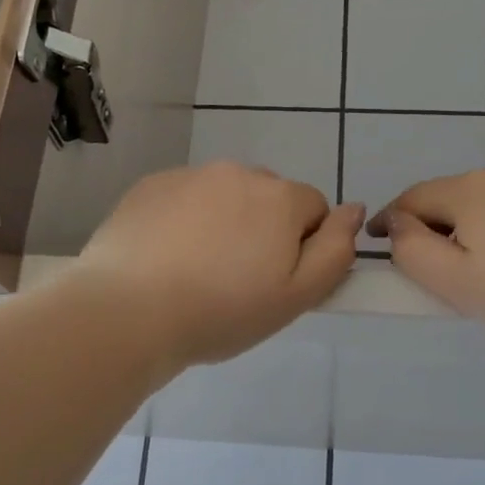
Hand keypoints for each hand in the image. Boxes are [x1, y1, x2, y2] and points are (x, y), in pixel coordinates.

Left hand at [77, 162, 365, 368]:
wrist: (129, 311)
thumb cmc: (222, 312)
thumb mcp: (296, 297)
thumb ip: (336, 251)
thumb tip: (355, 210)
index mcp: (279, 197)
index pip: (313, 208)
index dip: (302, 246)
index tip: (275, 281)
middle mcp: (237, 172)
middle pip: (267, 197)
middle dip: (262, 228)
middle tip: (236, 279)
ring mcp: (189, 175)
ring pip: (223, 196)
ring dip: (223, 221)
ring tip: (196, 270)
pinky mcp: (151, 185)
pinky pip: (183, 198)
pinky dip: (184, 219)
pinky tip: (164, 257)